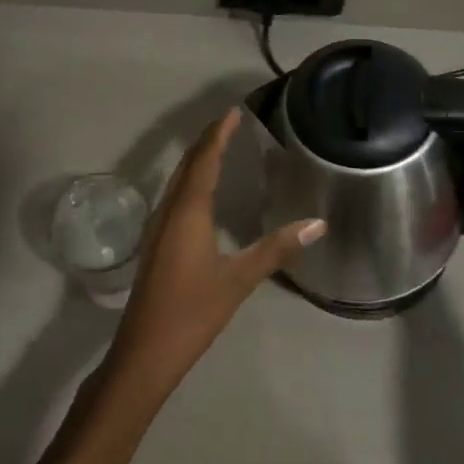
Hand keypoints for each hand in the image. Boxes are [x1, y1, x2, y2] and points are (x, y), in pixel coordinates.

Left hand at [107, 109, 325, 391]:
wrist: (145, 351)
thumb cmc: (192, 311)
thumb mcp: (239, 279)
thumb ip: (276, 249)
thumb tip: (318, 224)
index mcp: (188, 211)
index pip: (205, 159)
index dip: (218, 134)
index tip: (233, 112)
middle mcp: (169, 210)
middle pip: (188, 164)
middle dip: (207, 140)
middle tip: (230, 123)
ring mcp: (158, 227)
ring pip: (178, 180)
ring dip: (197, 159)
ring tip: (220, 147)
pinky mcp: (156, 243)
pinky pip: (175, 196)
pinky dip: (191, 180)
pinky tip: (202, 193)